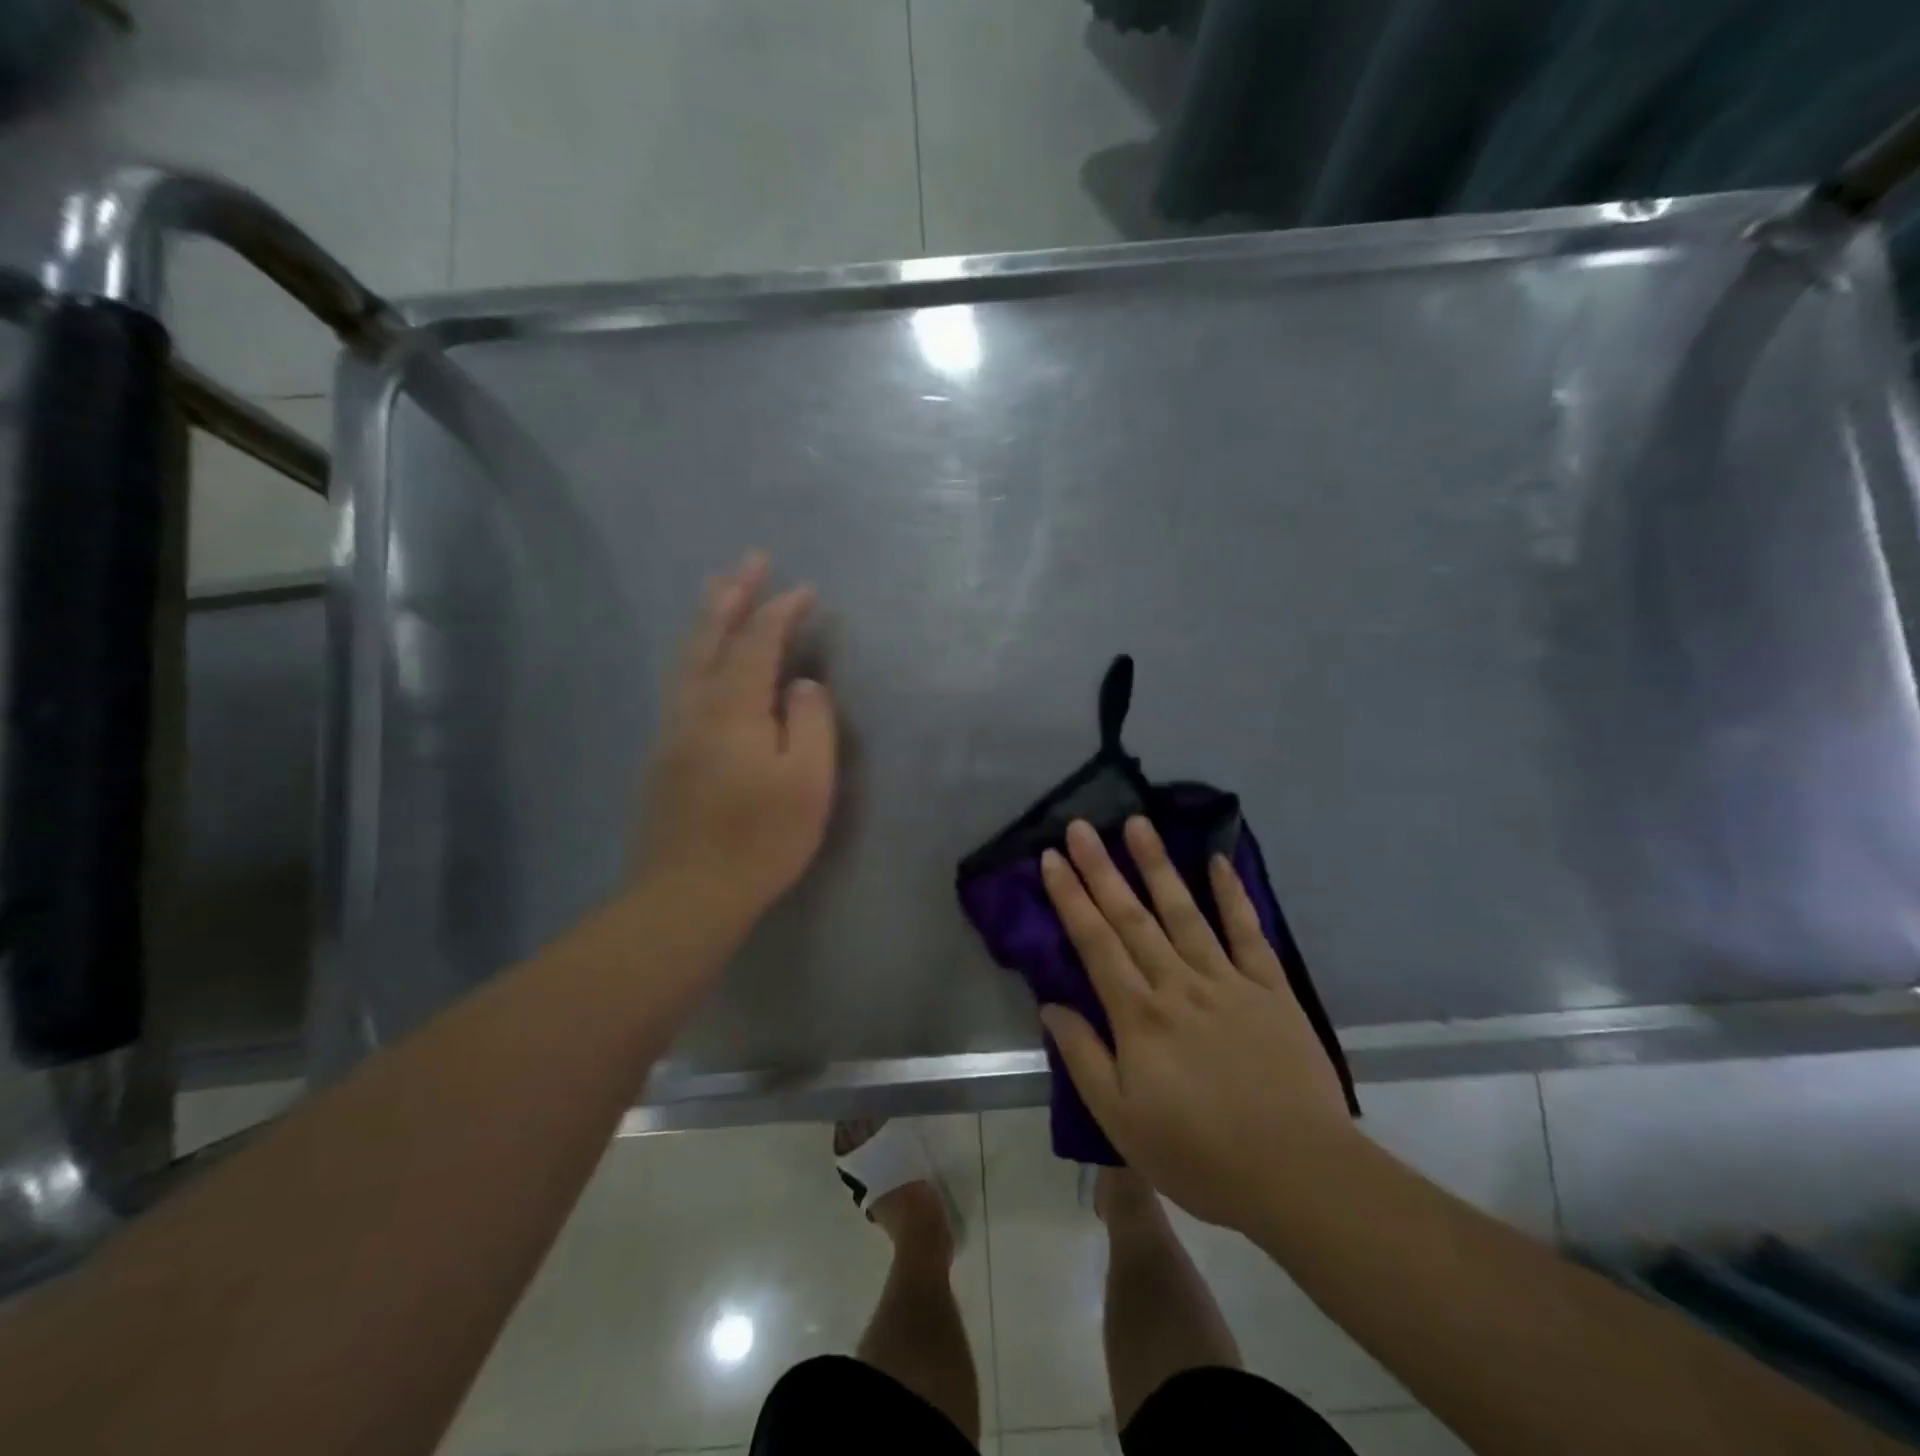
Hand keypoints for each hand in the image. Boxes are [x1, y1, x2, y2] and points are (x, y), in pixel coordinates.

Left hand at [632, 552, 836, 938]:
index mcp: (733, 708)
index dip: (782, 611)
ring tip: (722, 590)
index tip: (806, 590)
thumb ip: (810, 722)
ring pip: (687, 658)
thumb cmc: (760, 839)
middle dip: (731, 594)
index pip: (758, 642)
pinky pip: (681, 682)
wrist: (688, 894)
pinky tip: (705, 659)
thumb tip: (801, 685)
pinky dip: (697, 653)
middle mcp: (695, 707)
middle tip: (749, 560)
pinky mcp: (665, 754)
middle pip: (710, 637)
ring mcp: (673, 730)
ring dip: (708, 619)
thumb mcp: (807, 782)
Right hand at [1039, 816, 1356, 1232]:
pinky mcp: (1270, 989)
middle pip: (1132, 917)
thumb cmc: (1199, 1155)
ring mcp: (1227, 981)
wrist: (1297, 1174)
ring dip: (1157, 866)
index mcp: (1139, 1015)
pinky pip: (1249, 933)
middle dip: (1101, 868)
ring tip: (1137, 824)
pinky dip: (1233, 896)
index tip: (1051, 858)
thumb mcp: (1121, 1121)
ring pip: (1184, 912)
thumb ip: (1083, 1058)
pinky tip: (1218, 861)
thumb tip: (1051, 1005)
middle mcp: (1178, 984)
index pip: (1095, 943)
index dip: (1071, 897)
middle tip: (1080, 826)